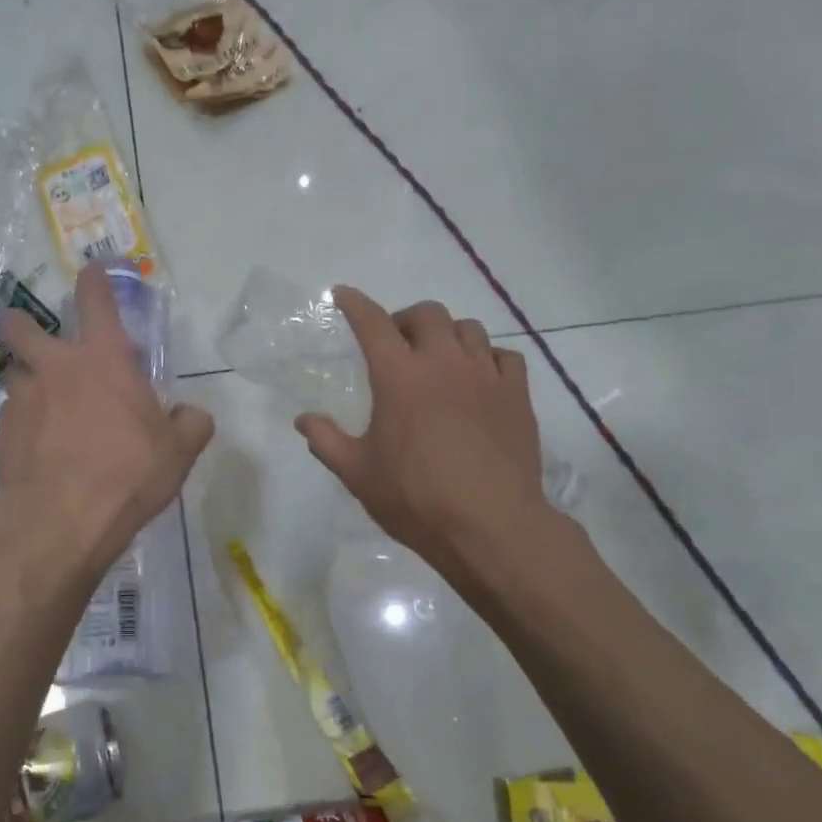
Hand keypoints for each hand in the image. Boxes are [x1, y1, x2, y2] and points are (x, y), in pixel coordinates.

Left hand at [0, 264, 213, 577]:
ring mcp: (22, 400)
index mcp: (103, 359)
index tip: (94, 269)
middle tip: (33, 337)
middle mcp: (55, 369)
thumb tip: (192, 415)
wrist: (63, 518)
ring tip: (45, 408)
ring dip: (28, 382)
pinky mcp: (1, 435)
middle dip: (22, 323)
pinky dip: (24, 425)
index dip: (95, 277)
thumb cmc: (128, 472)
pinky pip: (12, 418)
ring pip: (14, 374)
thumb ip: (190, 424)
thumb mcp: (178, 451)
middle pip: (21, 326)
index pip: (96, 299)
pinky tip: (40, 451)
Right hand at [296, 289, 562, 592]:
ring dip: (447, 334)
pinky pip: (504, 356)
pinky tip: (479, 378)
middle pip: (427, 314)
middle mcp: (443, 363)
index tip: (344, 294)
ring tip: (438, 358)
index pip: (372, 323)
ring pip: (468, 329)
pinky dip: (487, 357)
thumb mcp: (358, 473)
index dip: (355, 304)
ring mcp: (486, 376)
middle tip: (396, 342)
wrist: (491, 527)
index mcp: (399, 377)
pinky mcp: (517, 395)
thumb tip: (304, 419)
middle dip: (406, 319)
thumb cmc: (416, 499)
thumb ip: (326, 440)